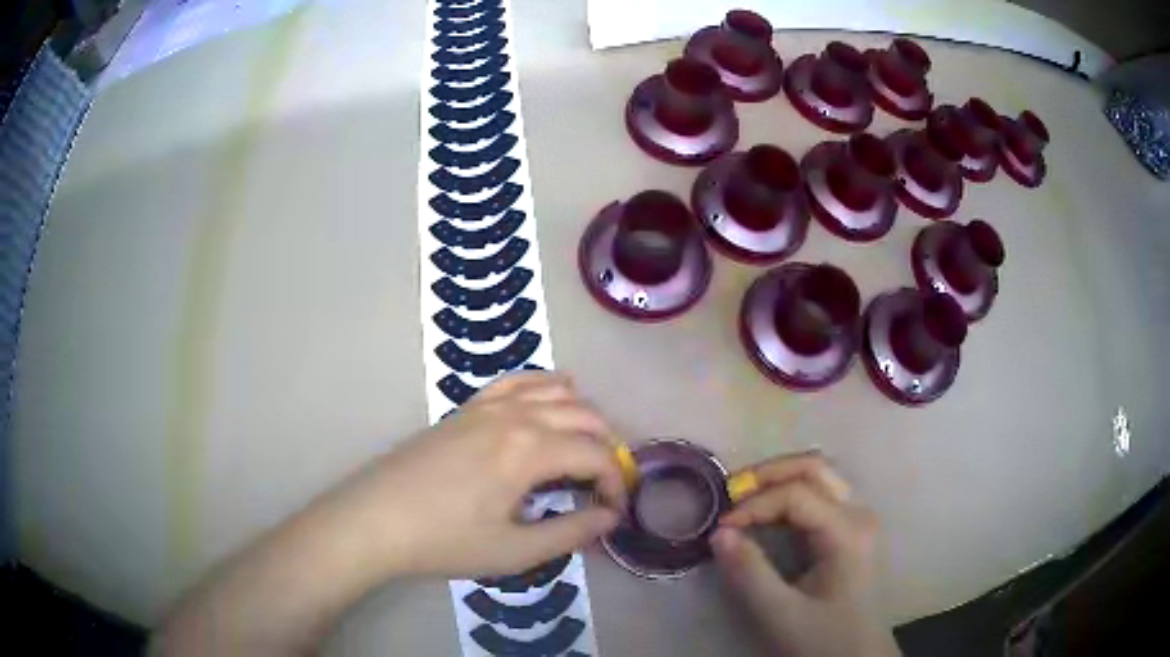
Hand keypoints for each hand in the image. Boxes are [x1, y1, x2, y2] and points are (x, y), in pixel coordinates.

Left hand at [320, 371, 627, 578]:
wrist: (376, 519)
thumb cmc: (445, 541)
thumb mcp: (514, 550)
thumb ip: (570, 532)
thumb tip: (609, 517)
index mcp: (530, 450)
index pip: (595, 455)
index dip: (615, 482)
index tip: (613, 511)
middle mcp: (515, 416)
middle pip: (583, 416)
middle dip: (606, 447)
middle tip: (604, 483)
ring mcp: (487, 407)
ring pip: (554, 392)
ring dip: (582, 415)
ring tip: (587, 446)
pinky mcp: (465, 408)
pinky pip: (515, 382)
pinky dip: (544, 385)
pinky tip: (554, 394)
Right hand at [711, 453, 900, 656]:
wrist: (857, 656)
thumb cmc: (823, 638)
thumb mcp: (781, 614)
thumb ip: (750, 573)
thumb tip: (718, 532)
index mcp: (847, 531)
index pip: (796, 494)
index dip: (754, 504)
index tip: (721, 527)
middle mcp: (859, 513)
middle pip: (814, 468)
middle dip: (767, 474)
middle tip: (730, 491)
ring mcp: (857, 519)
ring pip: (818, 476)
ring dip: (778, 479)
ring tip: (742, 498)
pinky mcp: (850, 530)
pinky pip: (819, 495)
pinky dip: (788, 493)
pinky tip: (766, 512)